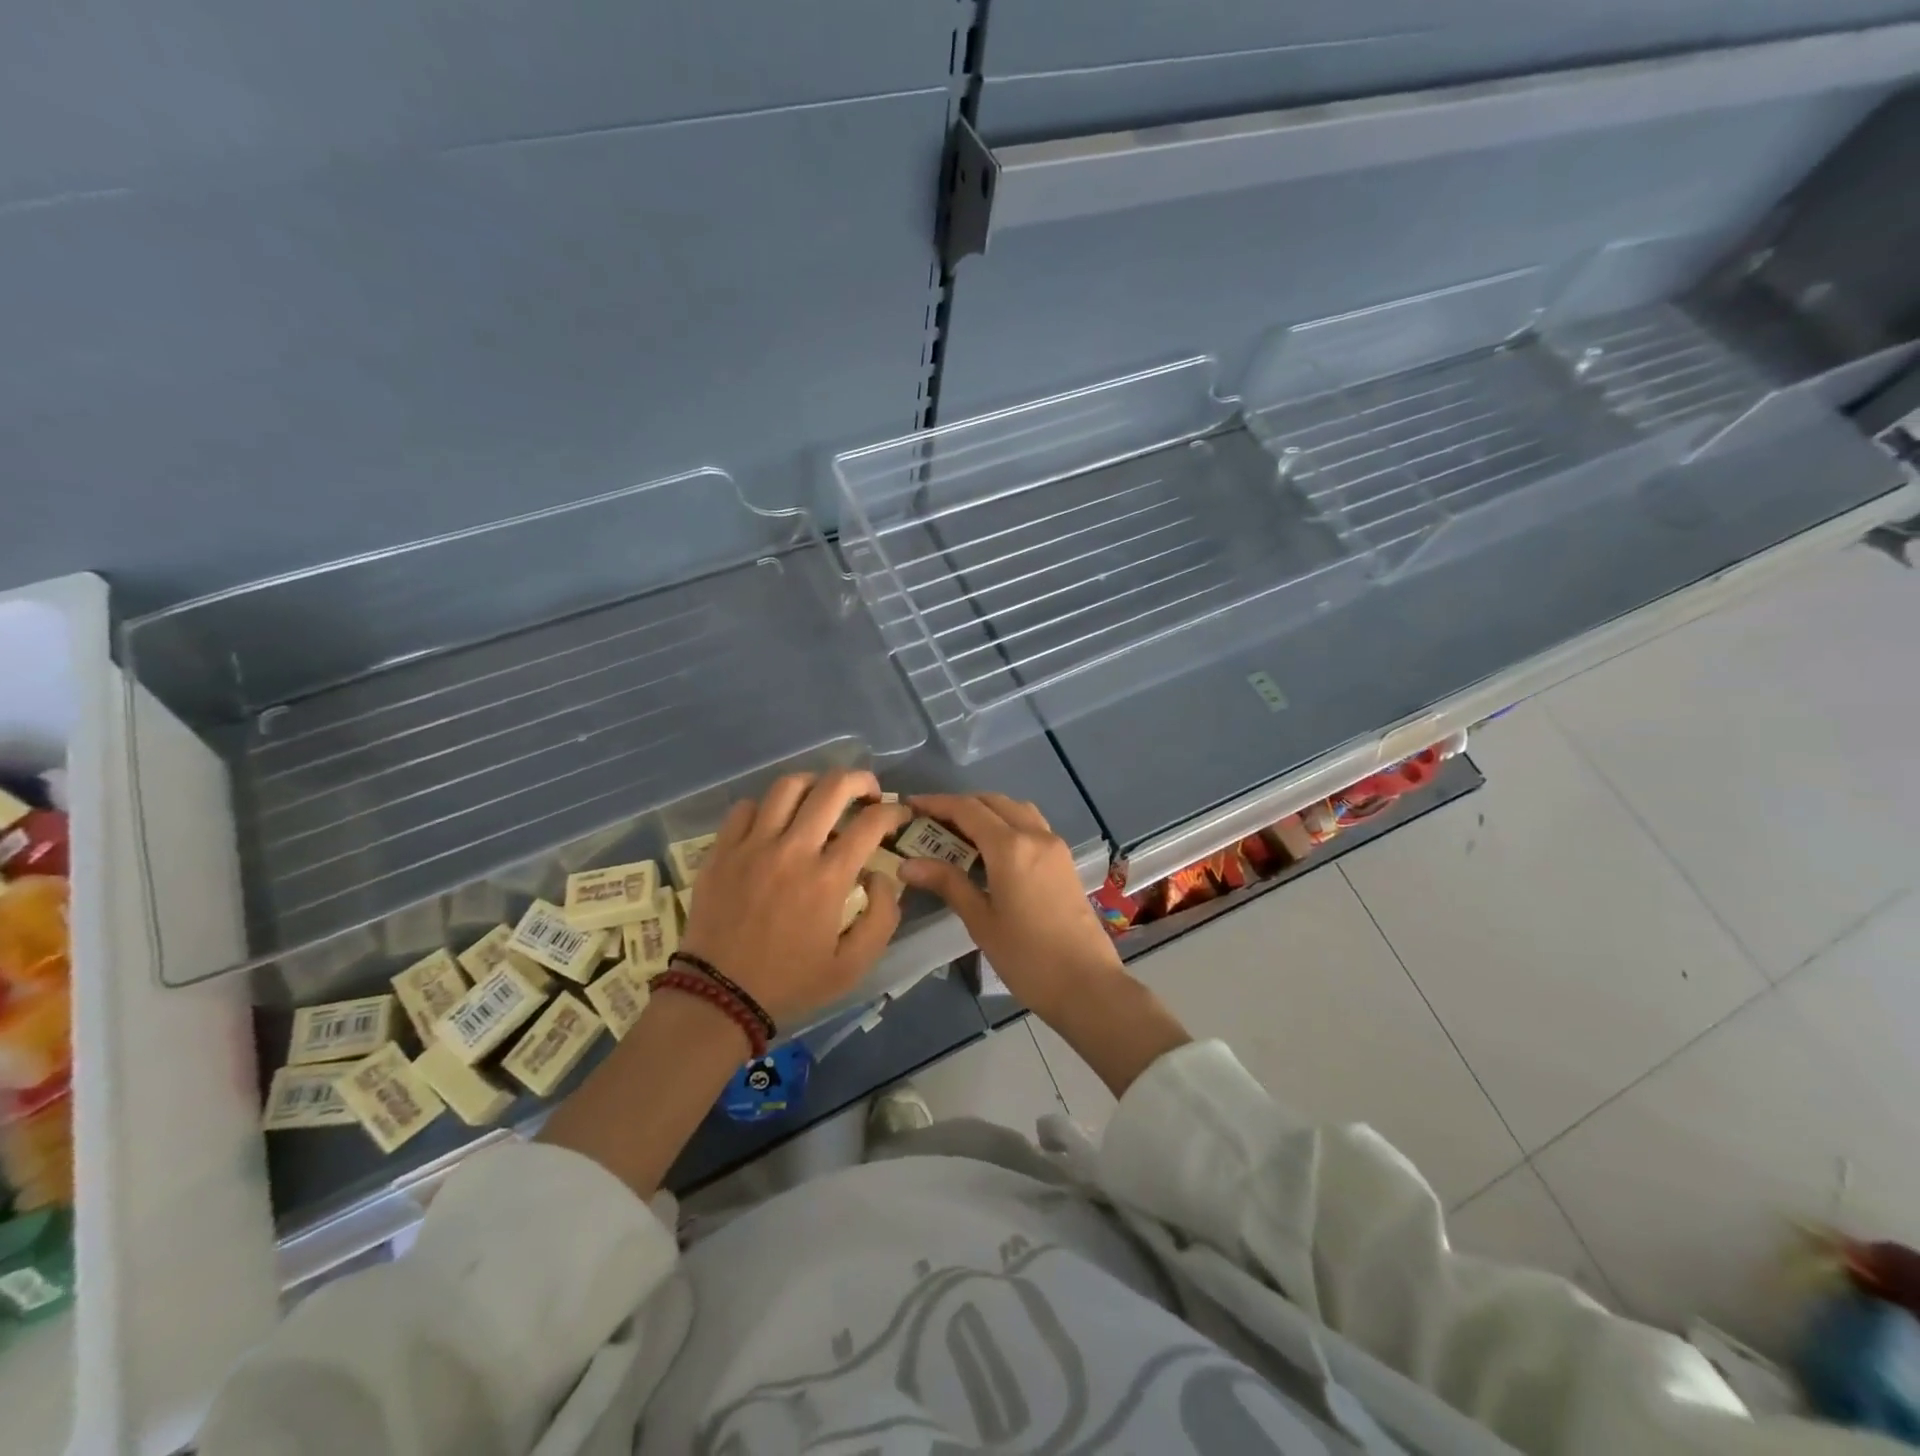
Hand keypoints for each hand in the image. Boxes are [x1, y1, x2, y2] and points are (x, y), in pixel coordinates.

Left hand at [679, 770, 910, 1027]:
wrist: (718, 997)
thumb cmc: (791, 982)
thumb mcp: (853, 966)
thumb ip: (882, 916)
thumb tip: (880, 874)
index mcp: (828, 878)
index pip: (871, 822)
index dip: (894, 811)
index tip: (899, 816)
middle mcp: (792, 850)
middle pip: (832, 787)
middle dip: (860, 780)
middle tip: (868, 793)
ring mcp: (752, 846)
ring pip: (787, 786)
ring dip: (815, 784)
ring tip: (822, 798)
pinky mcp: (721, 850)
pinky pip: (746, 807)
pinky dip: (767, 807)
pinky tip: (775, 823)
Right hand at [896, 793, 1123, 1021]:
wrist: (1087, 984)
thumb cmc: (1027, 957)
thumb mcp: (980, 921)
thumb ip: (947, 884)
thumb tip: (908, 864)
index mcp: (1010, 847)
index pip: (967, 809)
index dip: (937, 803)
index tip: (910, 806)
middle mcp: (1034, 835)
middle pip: (993, 802)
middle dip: (961, 805)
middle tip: (932, 822)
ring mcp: (1054, 846)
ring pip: (1016, 809)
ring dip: (987, 810)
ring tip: (960, 833)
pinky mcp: (1064, 860)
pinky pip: (1032, 825)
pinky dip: (1008, 823)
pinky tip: (993, 850)